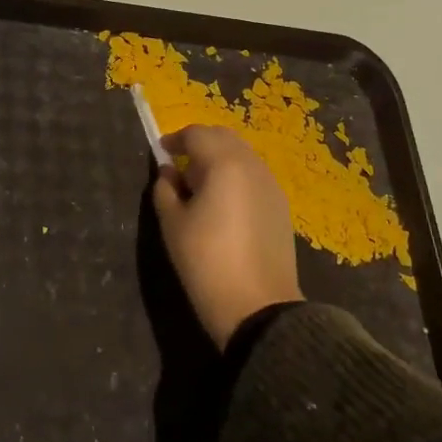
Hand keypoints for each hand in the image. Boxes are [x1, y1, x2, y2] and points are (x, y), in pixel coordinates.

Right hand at [151, 126, 302, 349]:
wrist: (259, 308)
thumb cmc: (206, 262)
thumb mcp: (173, 224)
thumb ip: (165, 190)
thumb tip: (169, 173)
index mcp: (224, 164)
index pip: (197, 134)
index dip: (175, 139)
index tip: (160, 152)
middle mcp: (252, 166)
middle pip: (224, 138)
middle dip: (200, 143)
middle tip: (179, 164)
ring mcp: (271, 186)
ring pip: (242, 155)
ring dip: (219, 159)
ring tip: (200, 185)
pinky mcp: (281, 206)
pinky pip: (254, 176)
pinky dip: (235, 176)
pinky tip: (223, 203)